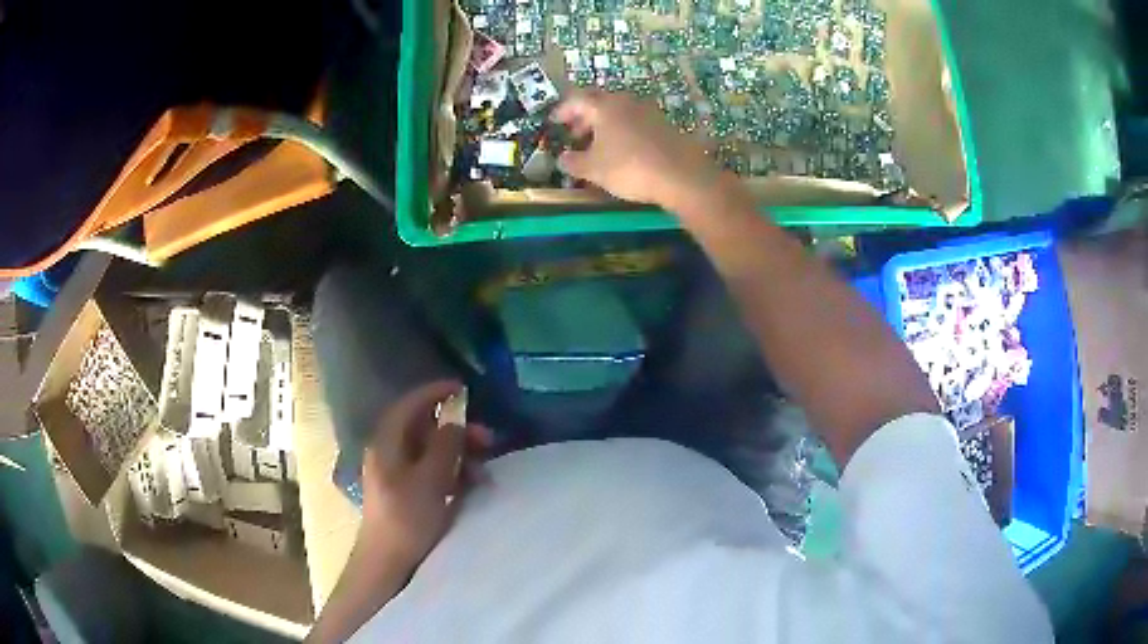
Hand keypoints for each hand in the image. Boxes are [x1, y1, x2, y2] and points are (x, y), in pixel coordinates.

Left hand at [359, 380, 491, 563]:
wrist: (390, 562)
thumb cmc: (406, 518)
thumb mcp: (430, 480)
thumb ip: (444, 446)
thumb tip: (455, 420)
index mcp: (387, 443)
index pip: (409, 406)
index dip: (434, 393)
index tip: (463, 387)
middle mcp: (391, 453)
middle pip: (425, 429)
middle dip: (458, 431)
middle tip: (488, 439)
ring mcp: (399, 474)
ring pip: (433, 452)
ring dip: (460, 455)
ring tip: (484, 471)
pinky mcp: (409, 493)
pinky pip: (434, 472)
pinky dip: (454, 473)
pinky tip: (473, 485)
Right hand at [551, 90, 720, 209]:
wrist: (682, 175)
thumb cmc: (630, 167)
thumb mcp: (593, 169)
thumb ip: (573, 162)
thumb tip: (562, 159)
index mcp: (604, 106)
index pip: (577, 99)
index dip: (563, 110)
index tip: (554, 123)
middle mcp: (626, 102)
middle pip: (599, 101)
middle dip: (584, 116)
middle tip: (574, 133)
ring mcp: (648, 111)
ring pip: (619, 111)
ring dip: (604, 124)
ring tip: (597, 144)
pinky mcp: (664, 125)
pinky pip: (635, 121)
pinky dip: (622, 130)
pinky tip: (623, 149)